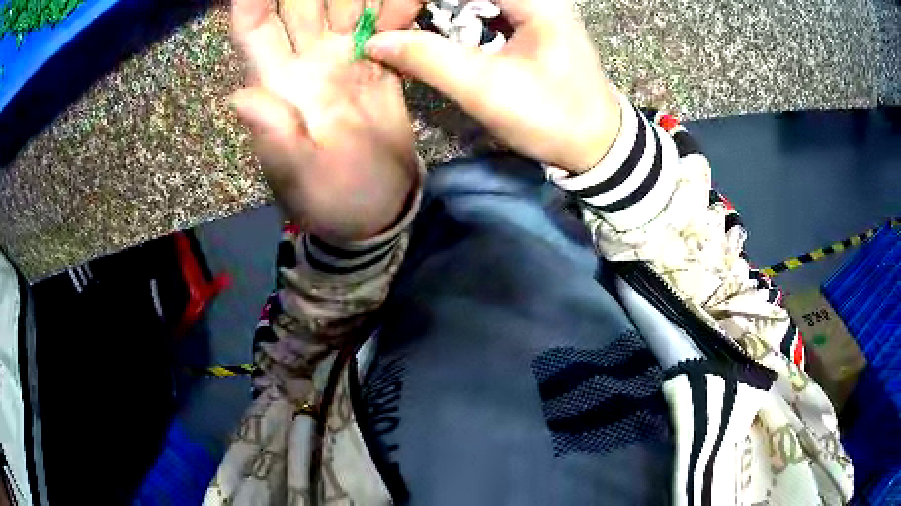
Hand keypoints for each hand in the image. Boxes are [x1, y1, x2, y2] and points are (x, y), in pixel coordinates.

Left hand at [230, 0, 420, 242]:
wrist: (379, 206)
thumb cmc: (334, 197)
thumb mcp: (300, 176)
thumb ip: (275, 137)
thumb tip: (239, 98)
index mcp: (278, 83)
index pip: (255, 28)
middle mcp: (306, 60)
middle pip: (301, 2)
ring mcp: (344, 57)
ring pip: (344, 3)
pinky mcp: (378, 63)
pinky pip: (385, 23)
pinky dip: (395, 4)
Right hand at [365, 0, 621, 173]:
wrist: (596, 143)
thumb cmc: (553, 118)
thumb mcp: (488, 90)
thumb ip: (429, 59)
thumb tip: (375, 42)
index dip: (411, 0)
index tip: (385, 26)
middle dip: (418, 4)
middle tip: (390, 28)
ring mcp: (530, 4)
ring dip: (431, 8)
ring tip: (402, 28)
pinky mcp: (525, 18)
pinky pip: (477, 5)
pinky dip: (449, 16)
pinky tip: (432, 31)